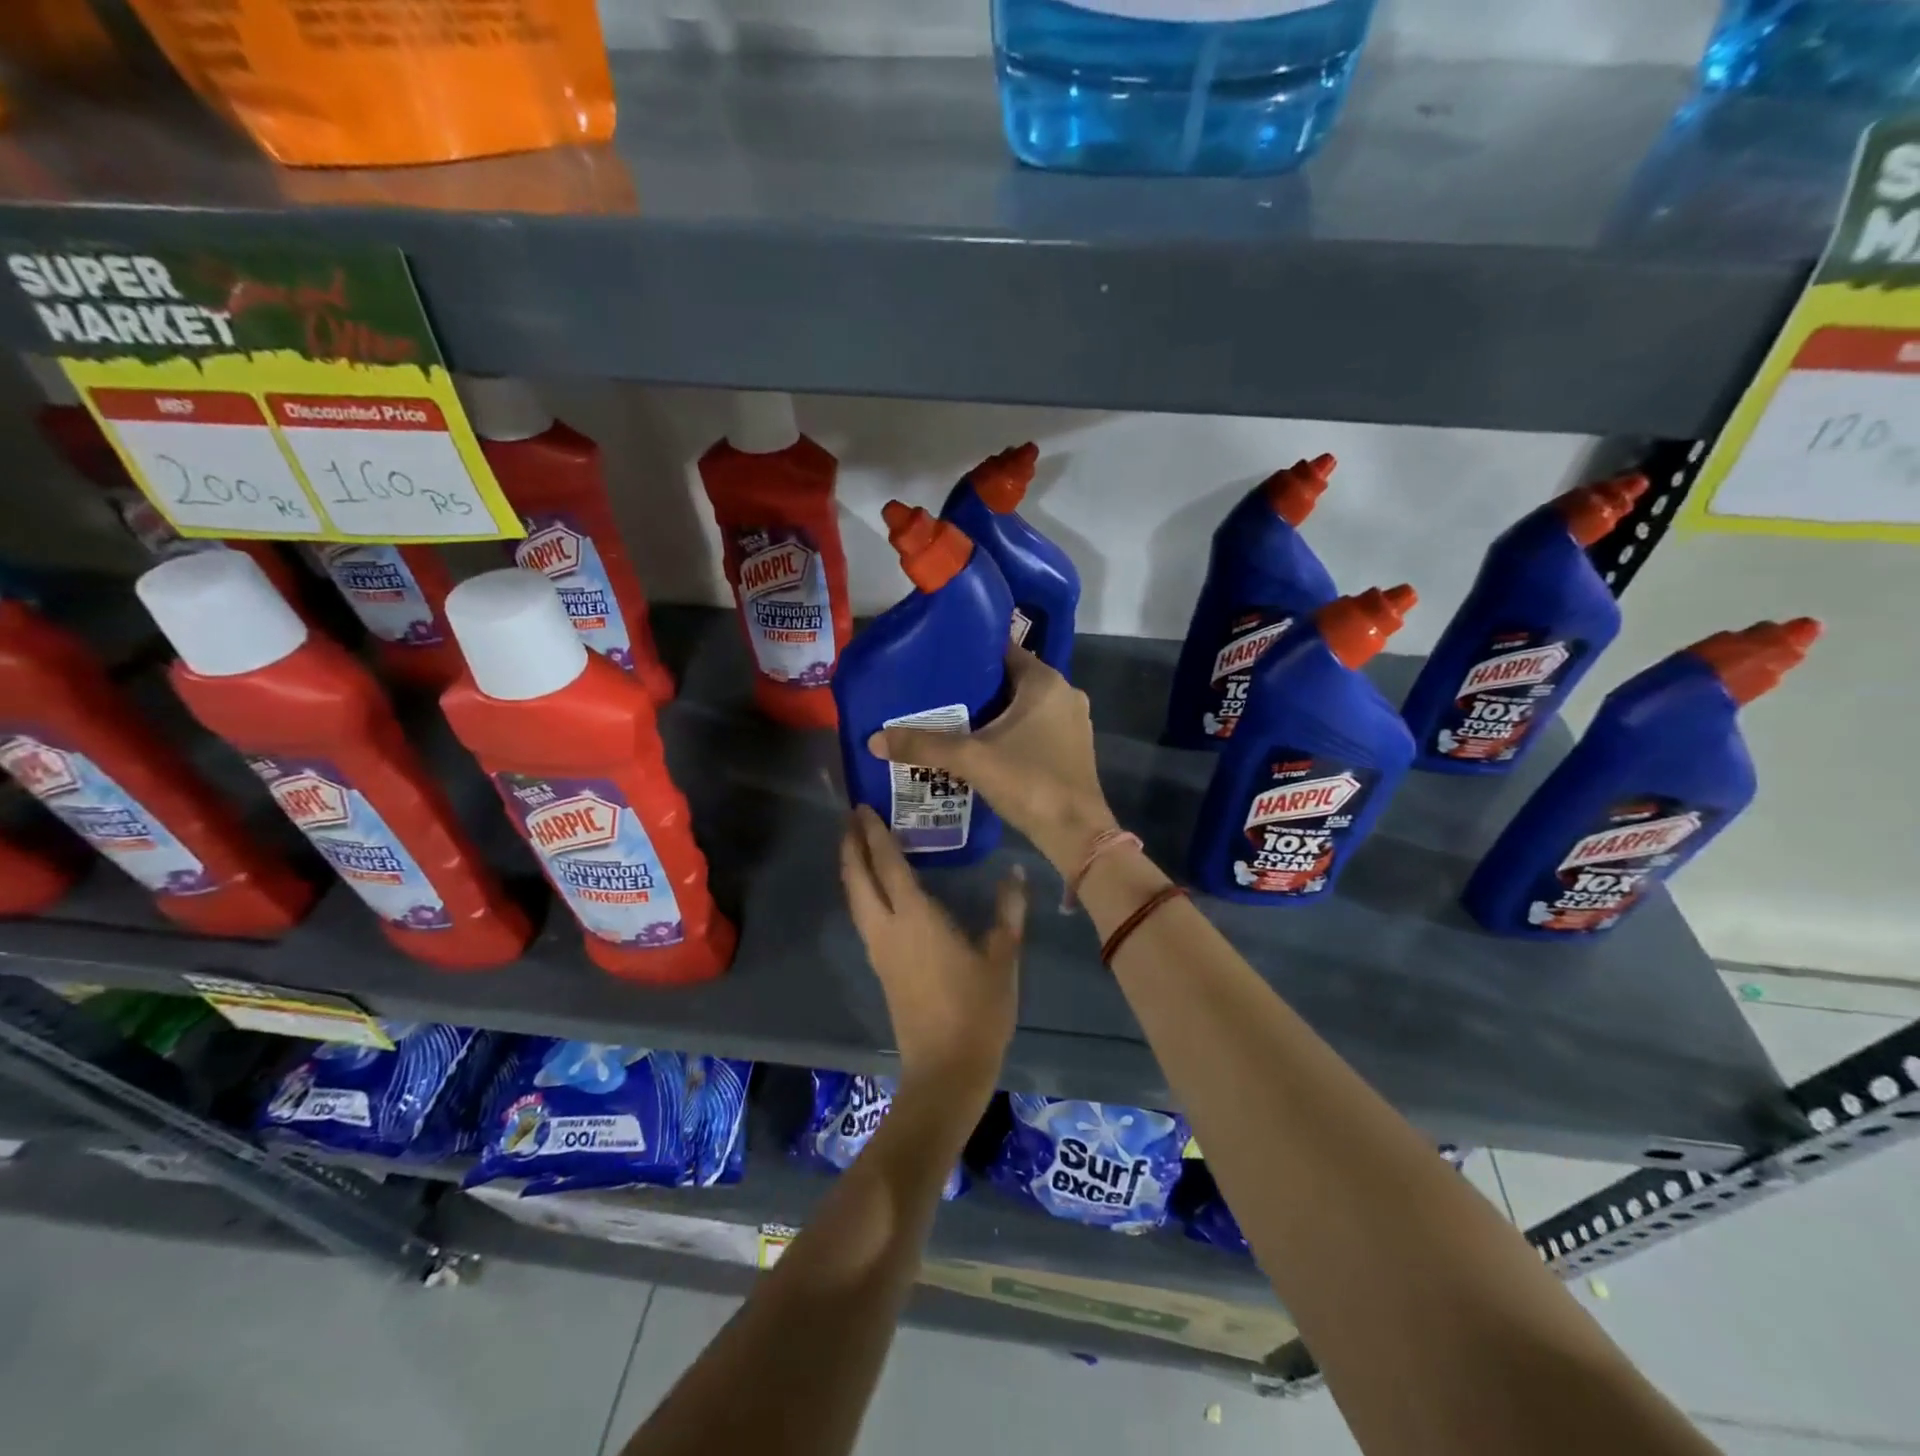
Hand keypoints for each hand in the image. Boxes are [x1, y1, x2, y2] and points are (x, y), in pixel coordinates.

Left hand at [840, 805, 1025, 1094]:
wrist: (946, 1069)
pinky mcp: (881, 968)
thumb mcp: (1002, 957)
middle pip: (858, 878)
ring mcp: (879, 950)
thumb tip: (1015, 872)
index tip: (863, 808)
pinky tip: (873, 891)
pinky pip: (862, 916)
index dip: (874, 834)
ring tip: (855, 845)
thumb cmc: (978, 1009)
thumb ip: (1008, 911)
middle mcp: (887, 928)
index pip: (888, 864)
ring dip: (852, 868)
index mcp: (915, 918)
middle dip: (851, 845)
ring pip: (855, 899)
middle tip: (851, 817)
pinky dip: (861, 892)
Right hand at [867, 647, 1118, 872]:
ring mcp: (1071, 722)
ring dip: (992, 712)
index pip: (1003, 650)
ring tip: (951, 719)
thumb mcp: (971, 760)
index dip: (970, 653)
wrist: (1076, 833)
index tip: (938, 661)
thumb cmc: (1030, 782)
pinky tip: (981, 746)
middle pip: (1011, 679)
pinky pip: (1034, 727)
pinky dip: (1009, 731)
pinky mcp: (1071, 748)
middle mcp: (1064, 694)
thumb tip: (875, 739)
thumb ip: (923, 746)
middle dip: (976, 687)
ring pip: (1023, 706)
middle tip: (936, 693)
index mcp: (1045, 682)